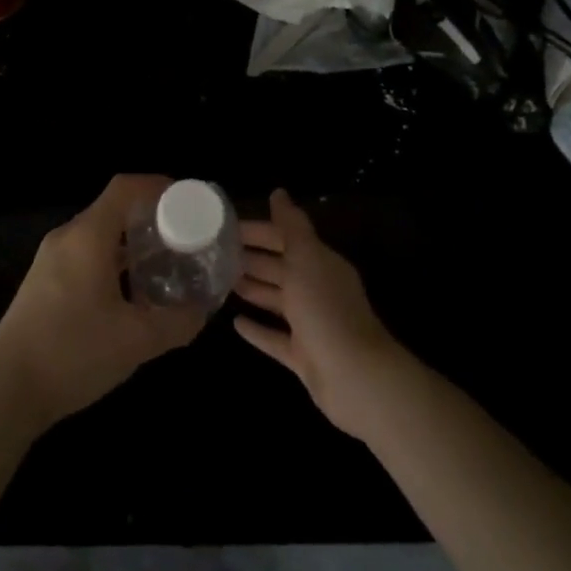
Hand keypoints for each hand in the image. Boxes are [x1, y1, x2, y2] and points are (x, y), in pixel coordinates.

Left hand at [0, 174, 207, 432]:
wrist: (5, 391)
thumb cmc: (73, 353)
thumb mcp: (137, 341)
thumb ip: (178, 322)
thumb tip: (204, 310)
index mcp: (88, 236)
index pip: (126, 187)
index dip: (159, 186)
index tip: (190, 201)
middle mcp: (67, 237)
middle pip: (114, 209)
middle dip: (151, 218)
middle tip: (184, 238)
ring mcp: (50, 259)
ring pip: (99, 235)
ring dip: (132, 244)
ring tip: (164, 265)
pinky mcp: (43, 282)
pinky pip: (85, 255)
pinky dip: (113, 261)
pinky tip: (131, 294)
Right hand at [233, 189, 406, 439]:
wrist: (355, 378)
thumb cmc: (326, 309)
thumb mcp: (306, 258)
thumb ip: (291, 225)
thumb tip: (278, 192)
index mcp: (320, 263)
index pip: (284, 238)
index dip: (256, 231)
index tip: (223, 227)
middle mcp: (316, 289)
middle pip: (279, 268)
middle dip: (250, 258)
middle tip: (214, 254)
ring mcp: (310, 324)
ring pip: (276, 300)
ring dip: (252, 289)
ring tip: (221, 282)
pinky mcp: (303, 356)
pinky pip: (275, 338)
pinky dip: (258, 330)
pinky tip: (235, 323)